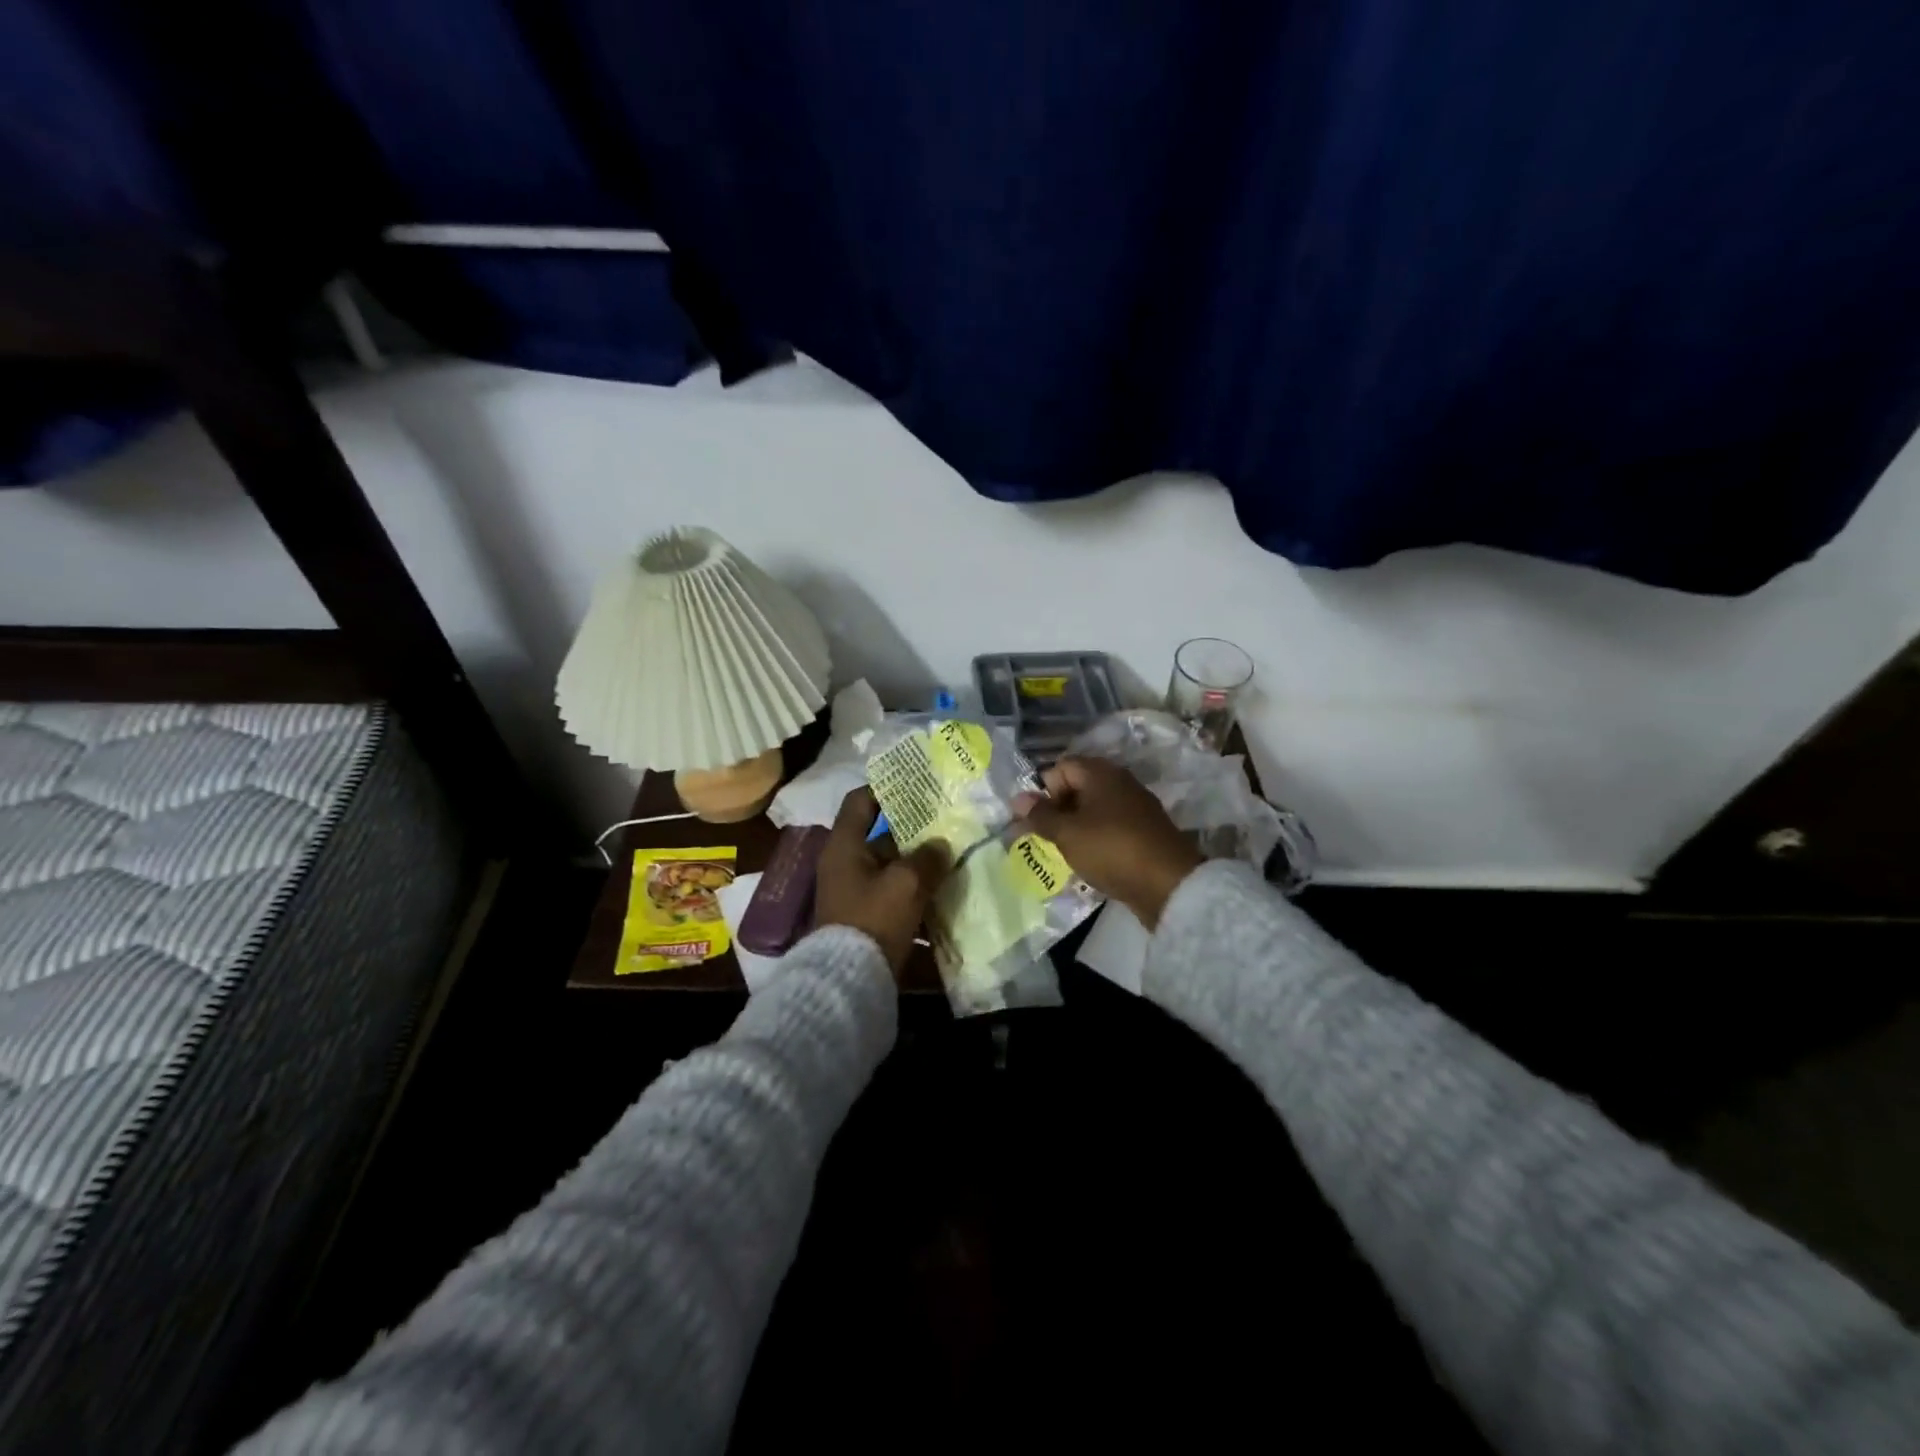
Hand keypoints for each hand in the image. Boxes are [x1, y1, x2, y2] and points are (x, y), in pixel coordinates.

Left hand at [814, 788, 949, 975]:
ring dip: (920, 867)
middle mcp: (846, 865)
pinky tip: (947, 896)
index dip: (886, 788)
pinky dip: (917, 895)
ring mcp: (856, 894)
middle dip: (916, 833)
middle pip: (882, 837)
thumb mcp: (906, 883)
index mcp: (845, 846)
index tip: (917, 785)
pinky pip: (895, 898)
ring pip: (893, 869)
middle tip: (951, 825)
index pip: (860, 801)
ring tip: (956, 860)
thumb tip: (940, 845)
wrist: (849, 982)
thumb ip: (927, 858)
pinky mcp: (867, 920)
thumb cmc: (873, 919)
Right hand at [1013, 757, 1202, 928]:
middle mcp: (1120, 781)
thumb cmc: (1111, 850)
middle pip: (1078, 786)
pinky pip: (1111, 826)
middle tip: (1047, 838)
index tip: (1038, 820)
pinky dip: (1097, 838)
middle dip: (1058, 810)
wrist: (1169, 885)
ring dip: (1077, 827)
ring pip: (1095, 808)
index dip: (1044, 791)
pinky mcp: (1145, 830)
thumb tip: (1018, 798)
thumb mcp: (1067, 834)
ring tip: (1066, 852)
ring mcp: (1136, 806)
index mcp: (1100, 773)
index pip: (1061, 767)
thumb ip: (1040, 815)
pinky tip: (1092, 860)